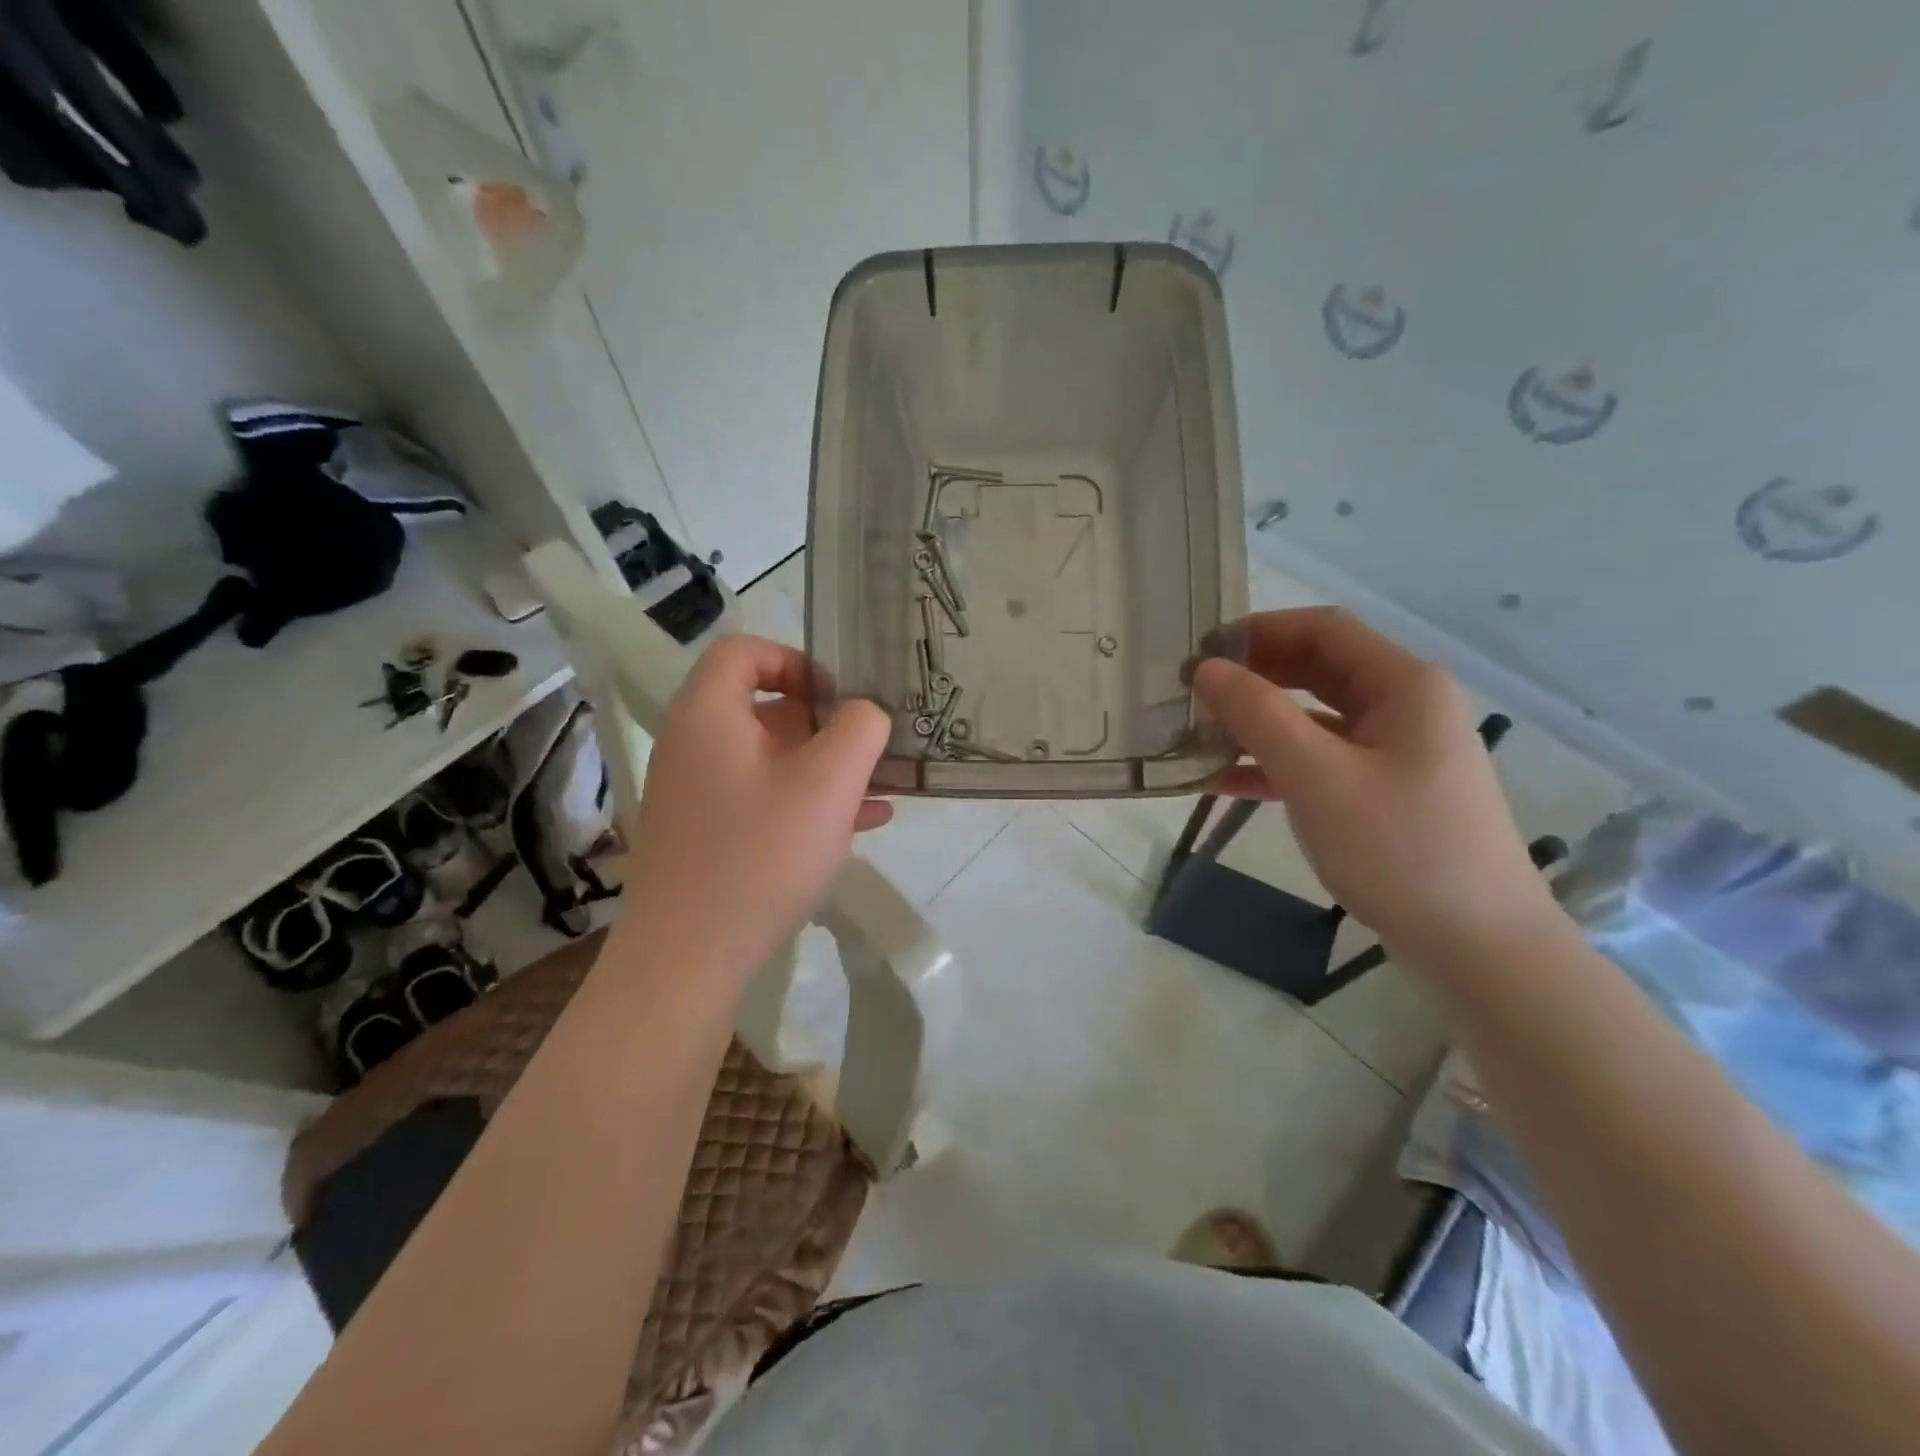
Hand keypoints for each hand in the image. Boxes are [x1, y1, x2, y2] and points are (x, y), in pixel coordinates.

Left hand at [620, 634, 891, 980]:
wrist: (687, 959)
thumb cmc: (760, 855)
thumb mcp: (828, 783)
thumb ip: (860, 729)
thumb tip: (864, 713)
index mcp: (709, 714)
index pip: (744, 651)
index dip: (796, 661)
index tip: (840, 698)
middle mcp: (693, 744)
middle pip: (763, 706)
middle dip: (826, 723)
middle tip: (870, 749)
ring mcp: (696, 792)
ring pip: (770, 757)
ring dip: (825, 766)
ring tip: (880, 788)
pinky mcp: (705, 834)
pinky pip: (761, 797)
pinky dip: (806, 800)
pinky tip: (859, 824)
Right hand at [1191, 609, 1556, 959]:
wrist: (1478, 948)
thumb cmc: (1400, 848)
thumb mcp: (1318, 776)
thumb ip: (1258, 715)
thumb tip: (1206, 669)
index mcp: (1404, 685)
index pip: (1323, 629)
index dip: (1258, 630)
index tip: (1200, 651)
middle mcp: (1404, 707)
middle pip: (1317, 670)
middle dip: (1253, 677)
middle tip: (1191, 694)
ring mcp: (1396, 752)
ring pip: (1314, 718)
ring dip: (1257, 722)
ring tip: (1197, 735)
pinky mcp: (1384, 792)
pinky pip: (1320, 761)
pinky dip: (1274, 764)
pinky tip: (1223, 781)